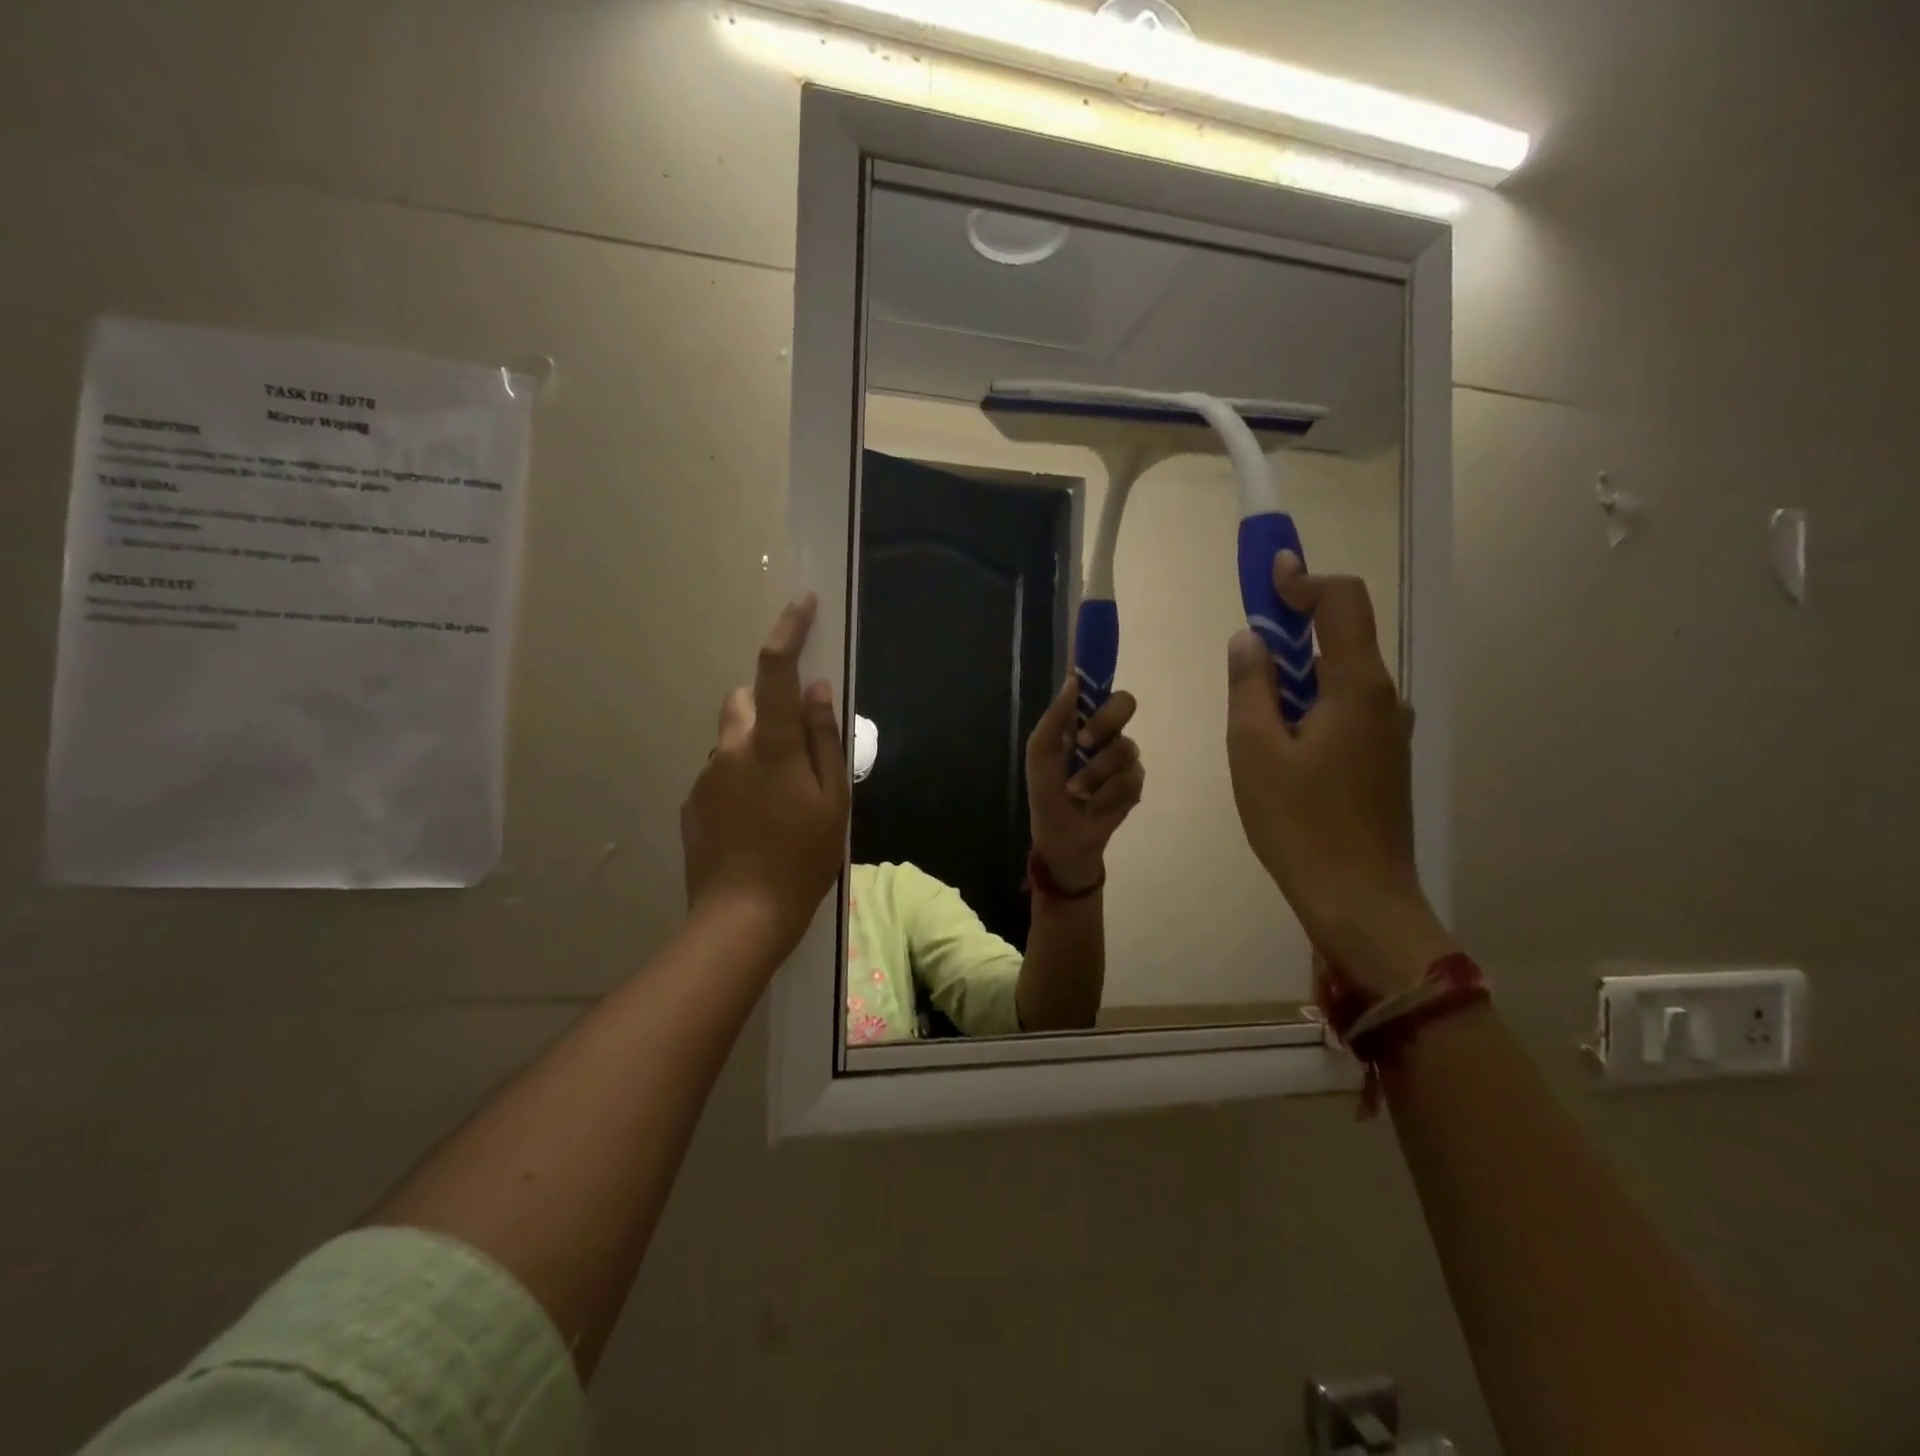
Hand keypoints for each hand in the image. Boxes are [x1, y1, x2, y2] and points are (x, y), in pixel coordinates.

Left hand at [681, 595, 849, 963]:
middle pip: (745, 701)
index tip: (801, 602)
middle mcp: (730, 749)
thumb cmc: (803, 858)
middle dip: (768, 707)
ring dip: (754, 749)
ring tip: (778, 800)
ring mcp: (705, 776)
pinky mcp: (692, 802)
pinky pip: (719, 772)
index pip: (776, 671)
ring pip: (732, 739)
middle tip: (795, 750)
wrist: (742, 917)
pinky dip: (738, 780)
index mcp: (771, 745)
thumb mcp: (833, 800)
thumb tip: (817, 688)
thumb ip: (823, 739)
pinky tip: (754, 822)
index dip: (788, 630)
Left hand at [1024, 676, 1144, 892]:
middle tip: (1084, 742)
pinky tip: (1093, 807)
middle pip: (1125, 704)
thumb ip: (1055, 718)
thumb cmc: (1046, 792)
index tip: (1098, 643)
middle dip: (1105, 722)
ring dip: (1094, 774)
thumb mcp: (1040, 754)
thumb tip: (1073, 680)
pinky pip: (1129, 780)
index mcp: (1082, 722)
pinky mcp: (1135, 785)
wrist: (1061, 836)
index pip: (1096, 687)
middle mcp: (1108, 733)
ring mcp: (1125, 759)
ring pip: (1124, 749)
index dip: (1099, 665)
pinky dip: (1105, 796)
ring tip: (1076, 793)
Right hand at [1225, 554, 1453, 996]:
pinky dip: (1308, 705)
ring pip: (1340, 678)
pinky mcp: (1382, 760)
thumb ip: (1250, 686)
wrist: (1359, 900)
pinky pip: (1343, 711)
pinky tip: (1278, 746)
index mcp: (1357, 686)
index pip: (1341, 601)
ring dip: (1296, 674)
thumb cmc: (1299, 823)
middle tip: (1246, 650)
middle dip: (1293, 628)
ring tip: (1253, 712)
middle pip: (1342, 637)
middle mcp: (1383, 699)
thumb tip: (1249, 640)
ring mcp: (1387, 732)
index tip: (1267, 574)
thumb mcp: (1254, 750)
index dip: (1303, 579)